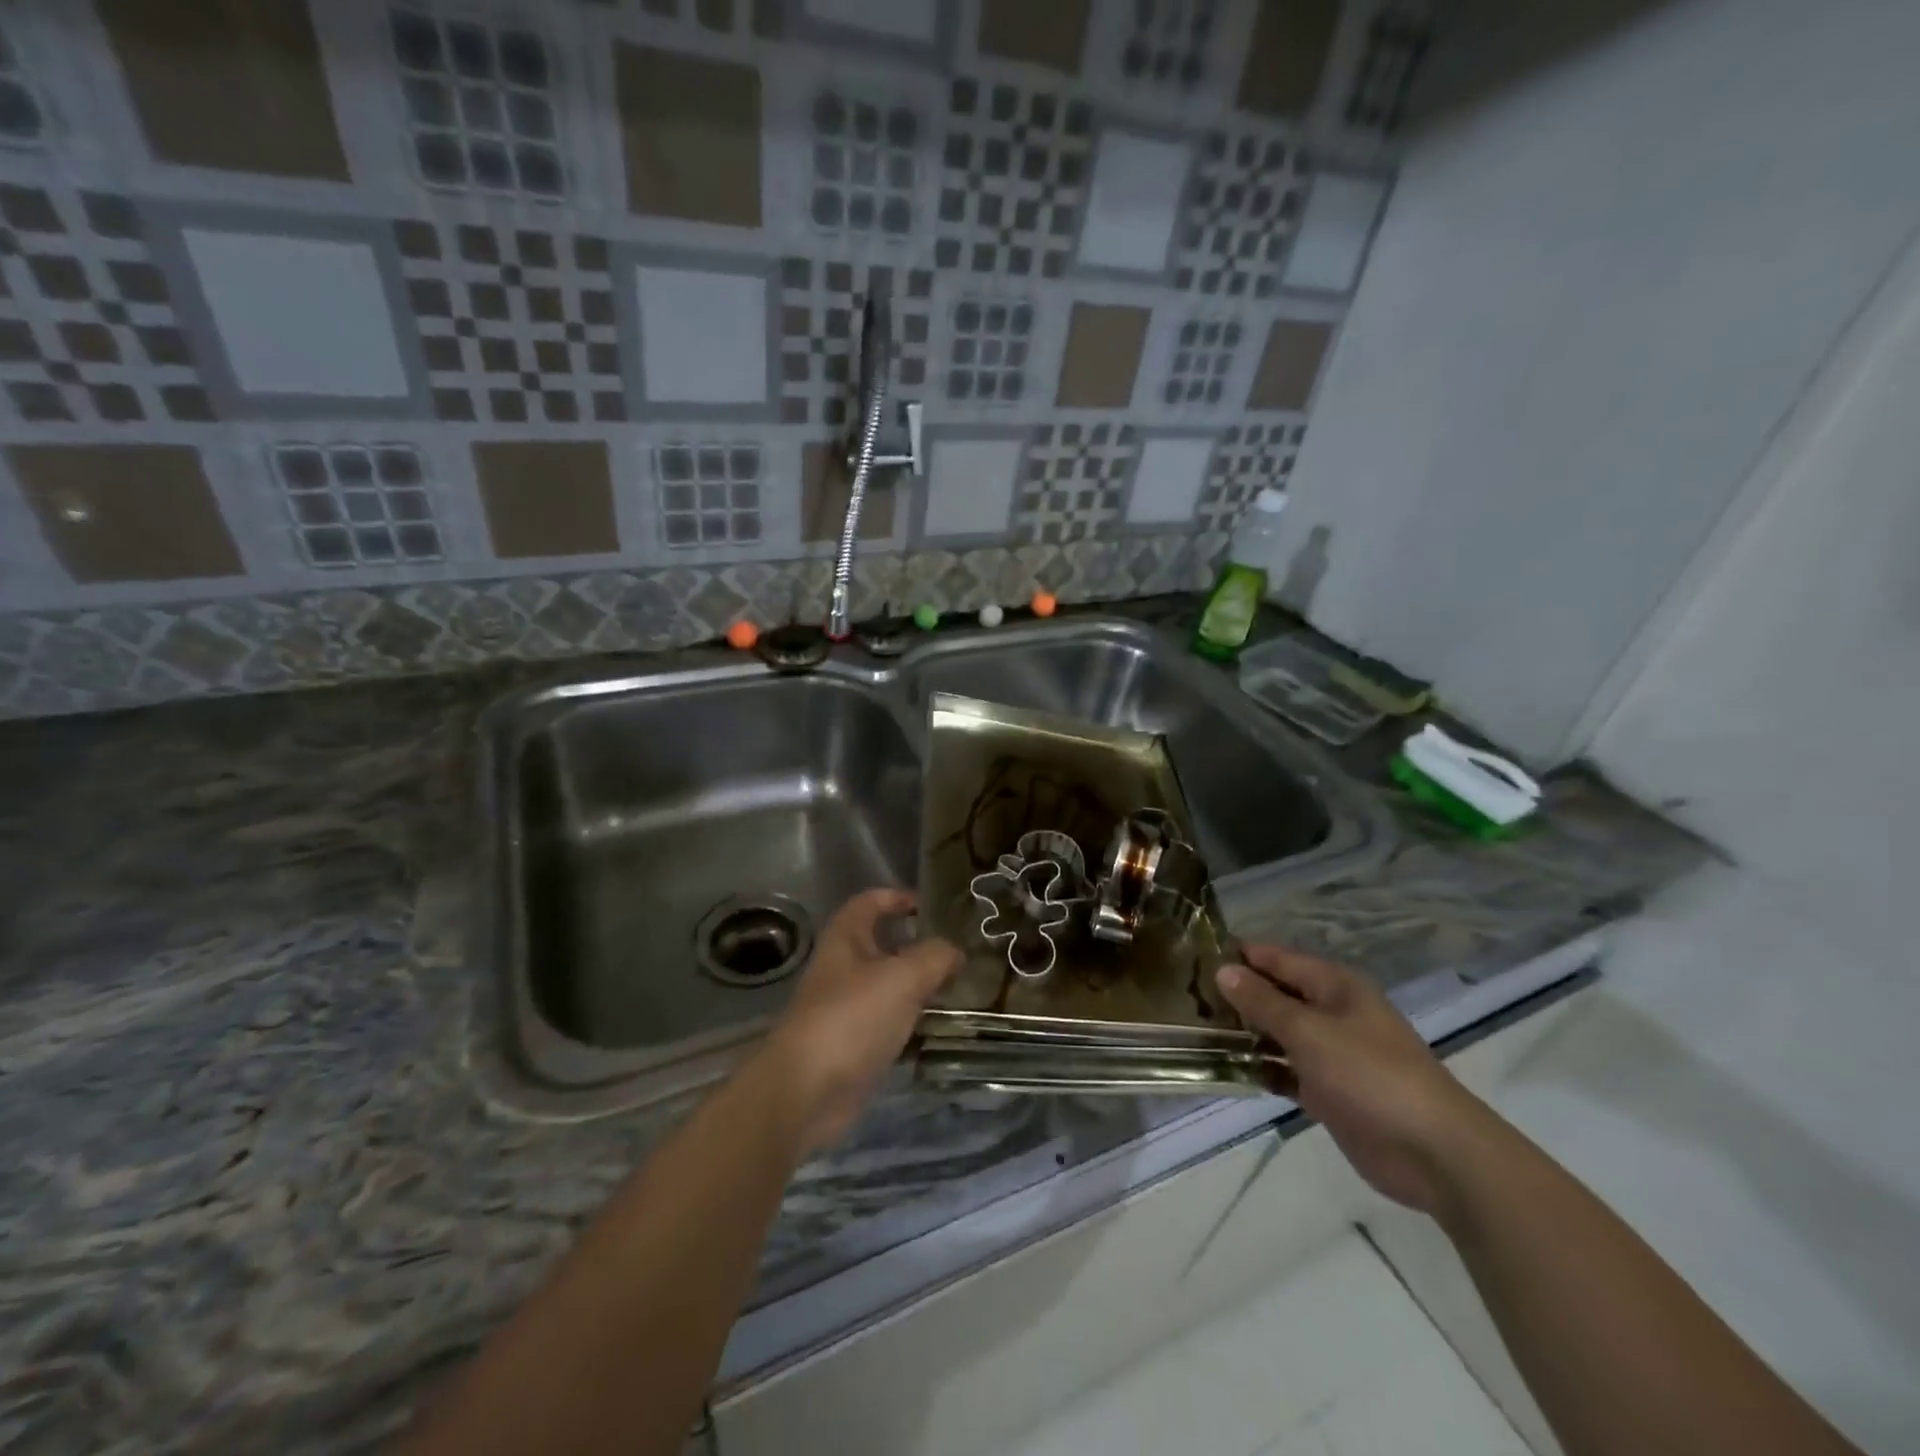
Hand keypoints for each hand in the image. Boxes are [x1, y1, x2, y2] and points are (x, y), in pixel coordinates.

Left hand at [757, 889, 961, 1156]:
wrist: (807, 1092)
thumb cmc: (852, 1018)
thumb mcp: (902, 977)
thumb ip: (935, 957)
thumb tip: (956, 951)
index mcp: (846, 938)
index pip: (871, 901)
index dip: (899, 897)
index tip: (934, 907)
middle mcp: (844, 968)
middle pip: (883, 944)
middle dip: (919, 944)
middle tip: (958, 950)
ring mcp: (848, 1008)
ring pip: (890, 985)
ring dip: (920, 985)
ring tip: (960, 986)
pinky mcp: (855, 1044)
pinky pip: (890, 1022)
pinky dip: (914, 1022)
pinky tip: (941, 1025)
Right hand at [1217, 945, 1487, 1213]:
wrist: (1434, 1153)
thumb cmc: (1370, 1075)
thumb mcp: (1309, 1031)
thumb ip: (1263, 1002)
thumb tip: (1223, 970)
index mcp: (1334, 986)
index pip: (1277, 958)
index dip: (1240, 956)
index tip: (1195, 957)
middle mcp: (1332, 1012)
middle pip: (1277, 993)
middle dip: (1237, 994)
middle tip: (1187, 996)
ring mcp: (1331, 1053)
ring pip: (1278, 1032)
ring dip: (1246, 1032)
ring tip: (1198, 1029)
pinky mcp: (1329, 1091)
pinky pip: (1285, 1070)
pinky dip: (1261, 1067)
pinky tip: (1227, 1068)